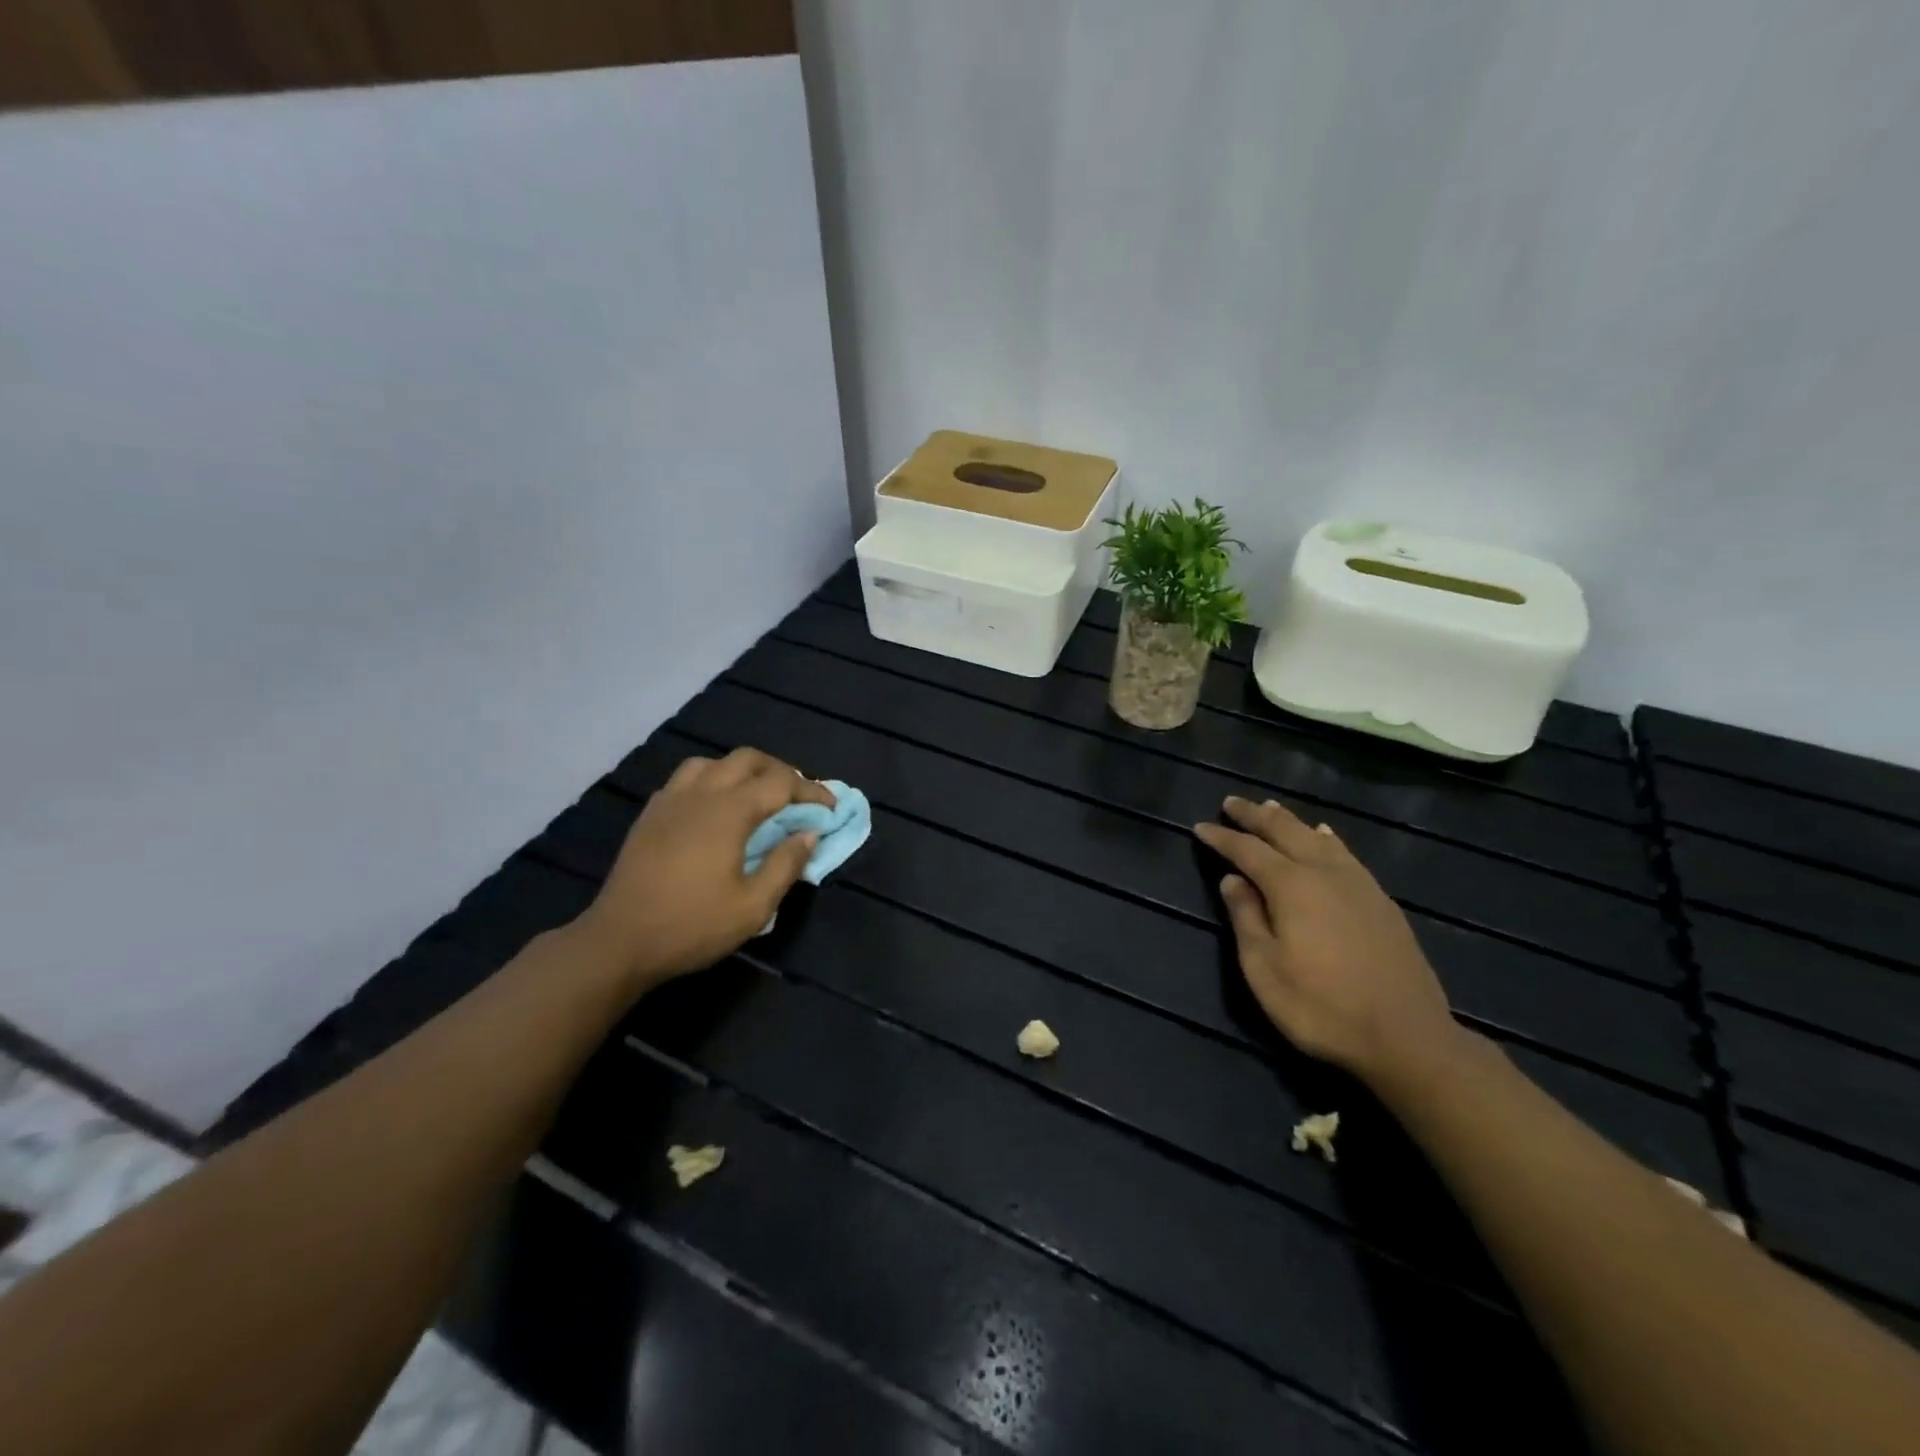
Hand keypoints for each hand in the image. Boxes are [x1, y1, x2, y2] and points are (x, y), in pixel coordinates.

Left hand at [574, 748, 835, 991]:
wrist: (618, 941)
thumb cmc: (691, 925)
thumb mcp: (753, 906)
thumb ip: (785, 865)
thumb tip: (808, 835)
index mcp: (729, 811)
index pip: (781, 783)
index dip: (811, 791)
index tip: (830, 808)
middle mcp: (700, 794)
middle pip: (747, 759)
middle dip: (780, 771)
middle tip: (797, 797)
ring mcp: (670, 800)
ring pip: (712, 762)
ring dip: (742, 771)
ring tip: (756, 796)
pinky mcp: (650, 815)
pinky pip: (685, 779)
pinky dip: (711, 781)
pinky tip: (713, 808)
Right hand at [1194, 796, 1460, 1085]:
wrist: (1407, 1037)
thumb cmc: (1321, 1007)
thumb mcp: (1264, 969)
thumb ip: (1245, 918)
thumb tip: (1232, 880)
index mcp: (1291, 886)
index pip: (1247, 850)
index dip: (1222, 837)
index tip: (1200, 827)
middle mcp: (1324, 872)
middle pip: (1285, 831)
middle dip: (1255, 815)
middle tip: (1232, 803)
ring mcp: (1358, 884)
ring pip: (1317, 837)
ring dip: (1289, 821)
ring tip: (1271, 808)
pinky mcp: (1381, 900)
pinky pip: (1345, 853)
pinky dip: (1325, 837)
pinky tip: (1325, 836)